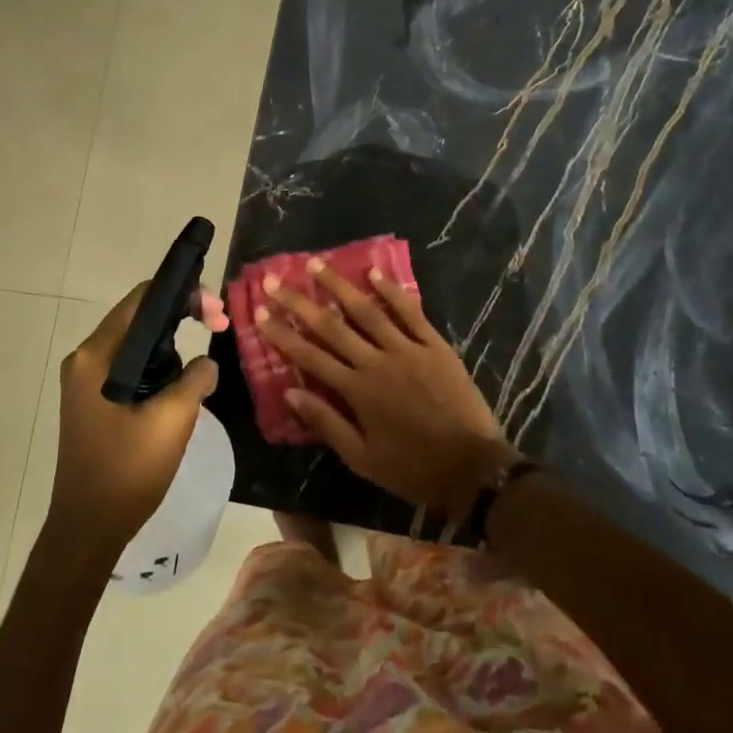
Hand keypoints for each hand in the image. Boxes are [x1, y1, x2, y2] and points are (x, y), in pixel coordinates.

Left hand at [50, 283, 227, 563]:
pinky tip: (181, 379)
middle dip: (182, 314)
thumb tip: (205, 362)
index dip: (183, 294)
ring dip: (173, 341)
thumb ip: (195, 378)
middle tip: (220, 325)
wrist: (88, 528)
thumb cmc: (128, 470)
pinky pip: (130, 365)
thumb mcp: (173, 419)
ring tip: (206, 350)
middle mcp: (86, 359)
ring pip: (137, 342)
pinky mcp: (93, 400)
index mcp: (97, 356)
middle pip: (139, 316)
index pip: (142, 299)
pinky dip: (158, 363)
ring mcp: (86, 381)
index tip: (216, 313)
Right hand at [255, 261, 514, 517]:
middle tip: (277, 280)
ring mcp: (408, 349)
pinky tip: (375, 272)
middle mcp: (377, 362)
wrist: (472, 467)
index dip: (283, 333)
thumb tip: (290, 392)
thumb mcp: (362, 458)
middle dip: (301, 302)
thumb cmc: (413, 468)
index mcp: (357, 391)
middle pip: (332, 326)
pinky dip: (392, 291)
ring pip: (368, 310)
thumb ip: (327, 422)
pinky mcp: (435, 345)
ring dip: (340, 286)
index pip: (310, 356)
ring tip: (318, 263)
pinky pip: (411, 312)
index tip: (260, 312)